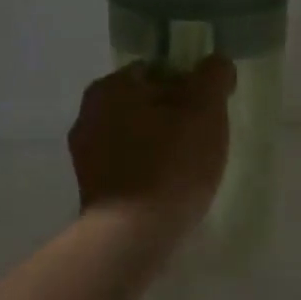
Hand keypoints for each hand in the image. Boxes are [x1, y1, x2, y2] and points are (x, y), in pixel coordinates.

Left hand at [69, 56, 236, 241]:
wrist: (133, 235)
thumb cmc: (171, 165)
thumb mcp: (205, 110)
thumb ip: (213, 76)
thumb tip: (215, 64)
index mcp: (111, 87)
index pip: (158, 70)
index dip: (189, 85)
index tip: (209, 110)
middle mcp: (88, 113)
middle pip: (145, 103)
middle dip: (174, 115)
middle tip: (204, 139)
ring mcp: (85, 153)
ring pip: (136, 134)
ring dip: (160, 143)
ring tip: (189, 168)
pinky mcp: (91, 187)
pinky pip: (128, 164)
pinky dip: (147, 169)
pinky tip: (168, 188)